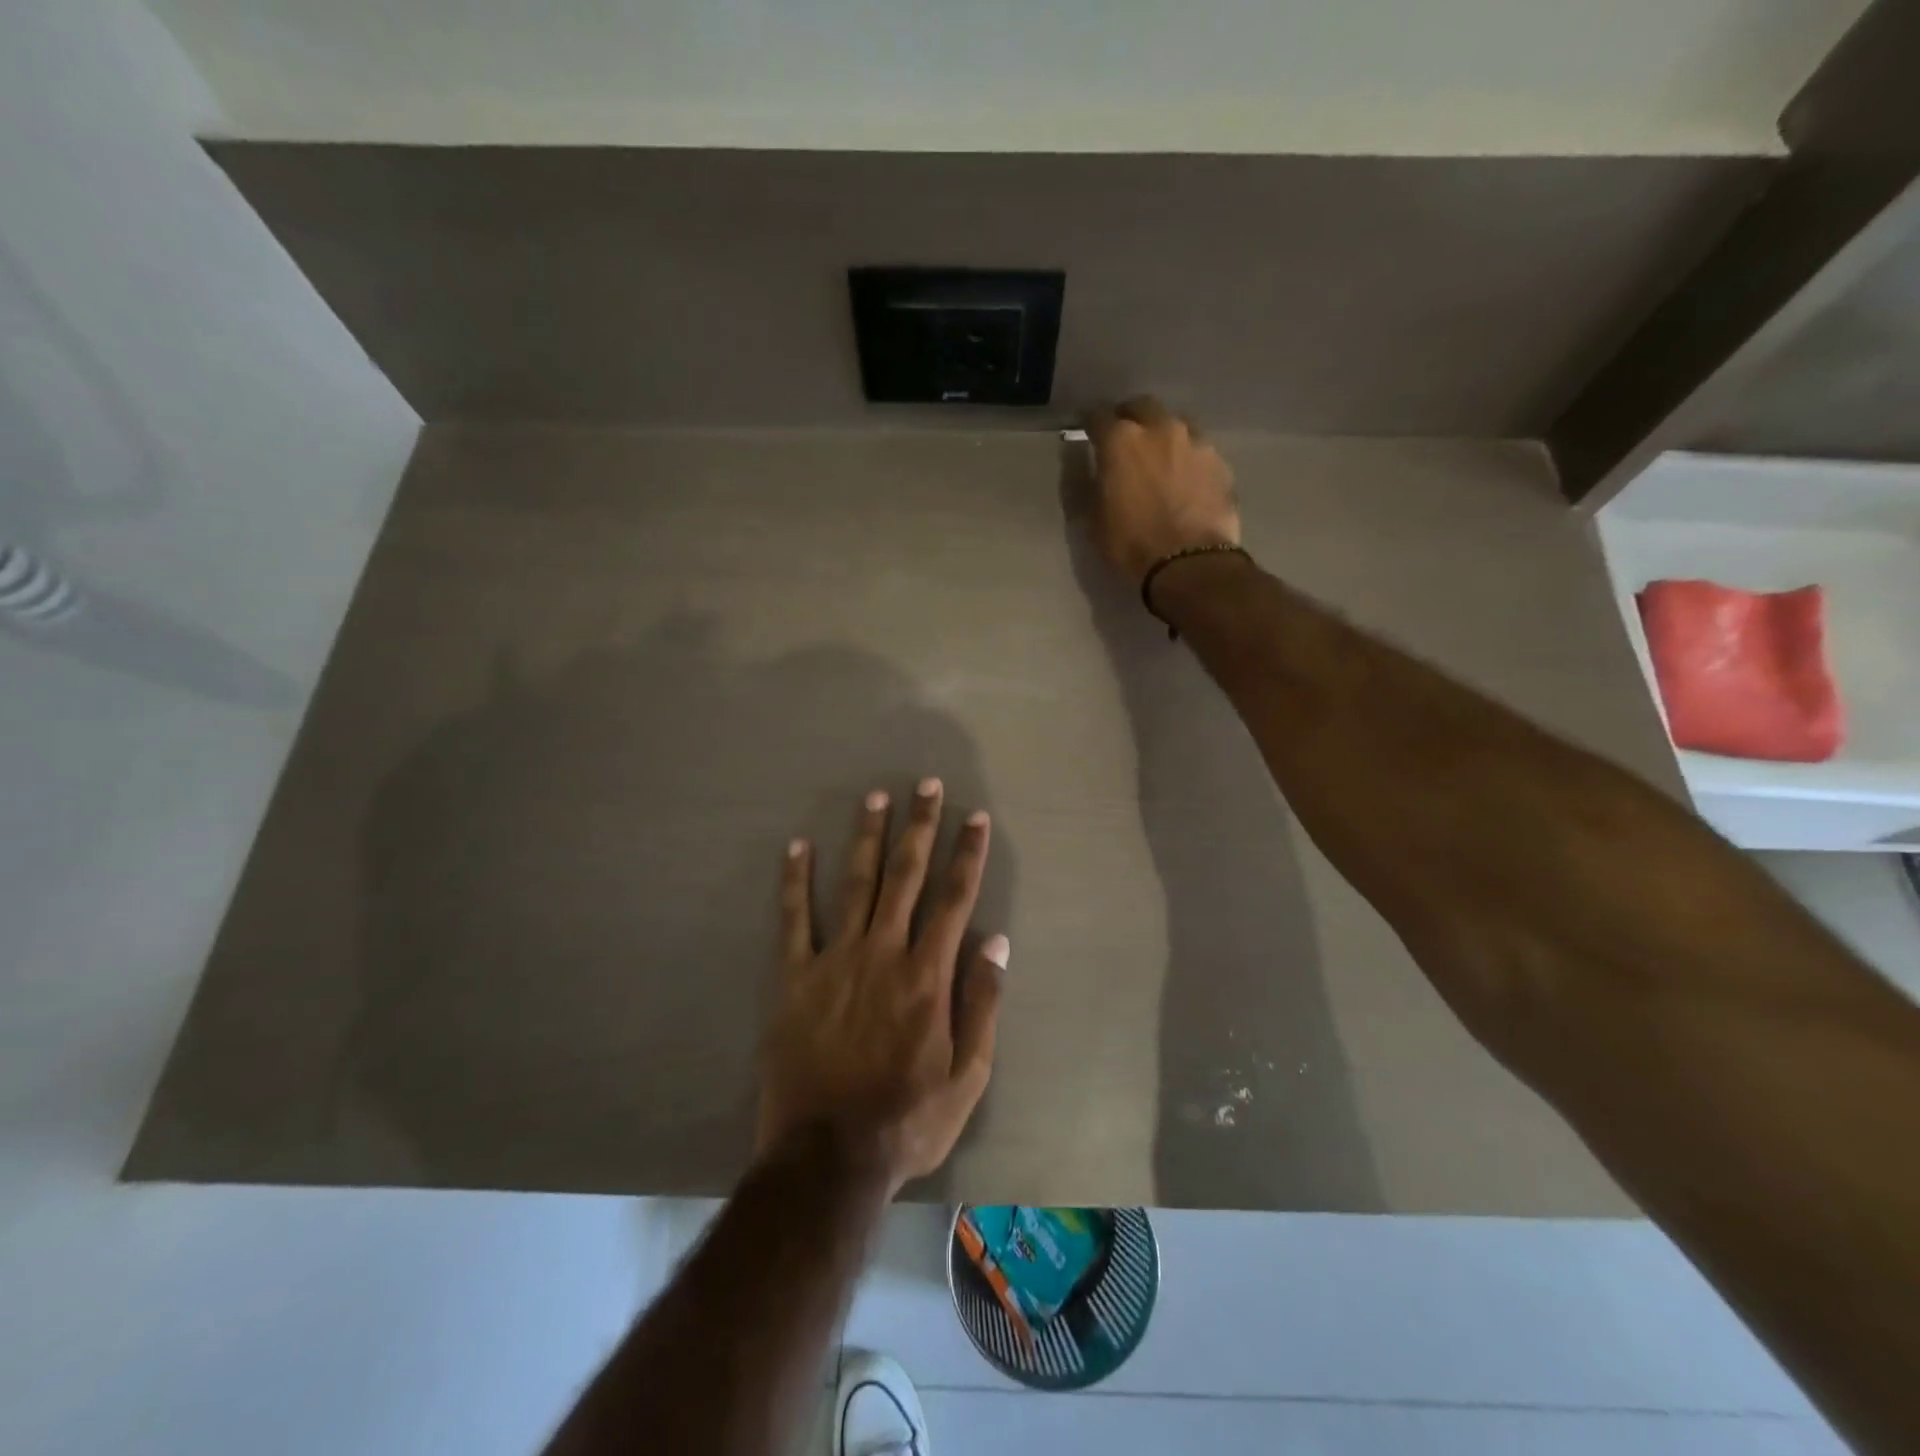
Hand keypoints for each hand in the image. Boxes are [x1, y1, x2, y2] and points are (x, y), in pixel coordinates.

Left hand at [757, 778, 1006, 1194]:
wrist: (827, 1157)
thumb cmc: (907, 1119)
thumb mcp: (968, 1075)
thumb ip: (983, 1003)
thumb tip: (998, 942)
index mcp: (928, 976)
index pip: (954, 899)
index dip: (967, 855)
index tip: (974, 817)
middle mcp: (884, 954)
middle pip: (906, 877)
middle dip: (919, 827)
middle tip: (925, 785)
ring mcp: (836, 961)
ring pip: (856, 884)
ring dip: (868, 838)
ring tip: (875, 798)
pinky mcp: (795, 978)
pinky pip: (794, 921)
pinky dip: (795, 881)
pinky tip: (797, 846)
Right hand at [1085, 396, 1239, 584]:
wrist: (1189, 564)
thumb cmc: (1131, 545)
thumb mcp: (1095, 520)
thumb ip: (1092, 485)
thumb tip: (1094, 469)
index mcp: (1121, 441)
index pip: (1098, 416)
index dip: (1090, 424)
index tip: (1088, 433)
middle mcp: (1159, 428)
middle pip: (1141, 407)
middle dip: (1130, 418)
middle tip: (1125, 440)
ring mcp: (1195, 441)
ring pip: (1174, 424)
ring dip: (1162, 436)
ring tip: (1159, 459)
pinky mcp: (1219, 461)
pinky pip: (1197, 449)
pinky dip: (1187, 458)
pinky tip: (1185, 479)